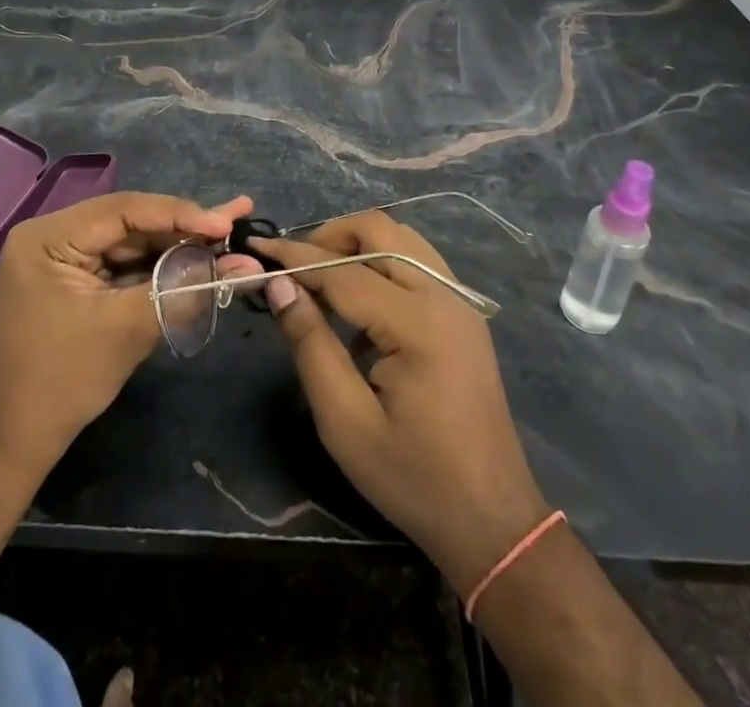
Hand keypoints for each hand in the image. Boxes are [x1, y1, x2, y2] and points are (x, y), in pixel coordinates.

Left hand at [0, 191, 254, 467]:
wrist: (12, 442)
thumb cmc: (63, 380)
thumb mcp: (128, 328)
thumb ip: (186, 288)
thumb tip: (244, 265)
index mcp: (49, 236)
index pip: (126, 209)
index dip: (181, 214)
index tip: (227, 224)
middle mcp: (53, 235)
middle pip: (131, 221)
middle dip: (185, 226)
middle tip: (237, 215)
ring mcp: (63, 257)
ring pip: (132, 240)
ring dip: (178, 243)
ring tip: (228, 232)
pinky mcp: (75, 279)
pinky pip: (123, 262)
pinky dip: (159, 264)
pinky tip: (198, 256)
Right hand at [253, 213, 551, 593]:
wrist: (492, 518)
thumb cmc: (413, 479)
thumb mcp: (346, 423)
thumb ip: (310, 345)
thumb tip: (279, 285)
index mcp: (418, 323)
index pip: (344, 270)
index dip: (296, 257)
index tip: (257, 248)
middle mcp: (444, 295)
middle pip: (380, 230)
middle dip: (330, 236)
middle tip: (293, 267)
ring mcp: (459, 299)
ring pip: (400, 237)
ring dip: (357, 244)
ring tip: (320, 277)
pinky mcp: (464, 311)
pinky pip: (417, 260)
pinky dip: (382, 261)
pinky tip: (360, 304)